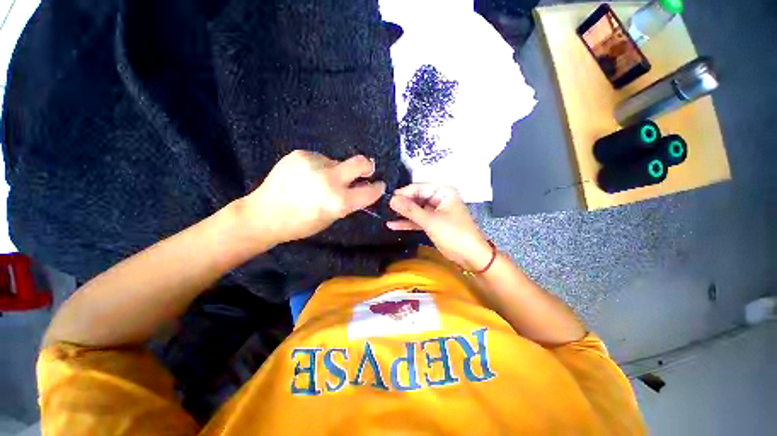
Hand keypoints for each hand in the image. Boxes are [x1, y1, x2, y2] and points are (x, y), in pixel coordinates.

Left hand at [235, 150, 384, 246]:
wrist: (264, 214)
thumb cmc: (301, 223)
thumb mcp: (332, 217)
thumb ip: (349, 201)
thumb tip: (362, 186)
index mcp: (339, 201)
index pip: (370, 191)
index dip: (377, 188)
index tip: (378, 185)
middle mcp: (330, 179)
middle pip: (361, 162)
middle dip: (367, 167)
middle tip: (365, 171)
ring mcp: (314, 163)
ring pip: (337, 162)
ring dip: (336, 170)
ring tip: (319, 181)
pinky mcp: (300, 154)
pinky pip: (320, 158)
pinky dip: (319, 167)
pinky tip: (307, 176)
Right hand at [387, 184, 491, 270]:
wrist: (470, 256)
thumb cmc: (454, 234)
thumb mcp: (430, 221)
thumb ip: (410, 210)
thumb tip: (392, 200)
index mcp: (443, 192)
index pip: (419, 187)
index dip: (404, 193)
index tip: (389, 199)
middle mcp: (439, 199)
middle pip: (416, 198)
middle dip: (402, 203)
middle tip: (384, 207)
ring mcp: (435, 211)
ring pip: (416, 209)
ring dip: (403, 213)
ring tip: (386, 214)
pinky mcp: (433, 223)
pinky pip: (418, 219)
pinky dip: (407, 223)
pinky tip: (393, 225)